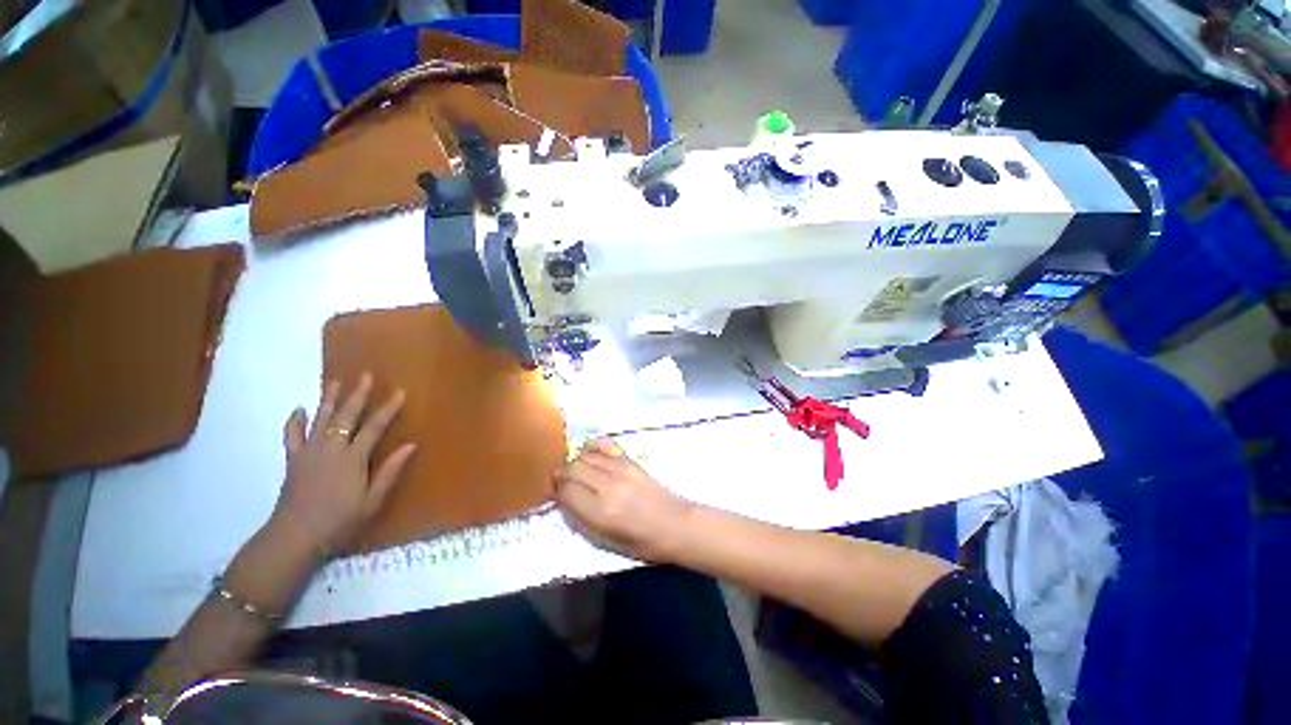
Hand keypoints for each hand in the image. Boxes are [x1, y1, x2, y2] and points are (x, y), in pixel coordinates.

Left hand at [269, 373, 416, 556]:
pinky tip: (299, 410)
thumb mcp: (372, 500)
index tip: (400, 392)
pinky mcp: (293, 460)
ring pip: (320, 420)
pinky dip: (295, 422)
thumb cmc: (340, 521)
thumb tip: (410, 445)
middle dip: (358, 395)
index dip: (388, 409)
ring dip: (329, 399)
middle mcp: (331, 449)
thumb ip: (389, 471)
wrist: (294, 537)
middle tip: (366, 376)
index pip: (375, 427)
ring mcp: (309, 453)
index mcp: (353, 458)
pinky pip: (292, 436)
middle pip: (346, 416)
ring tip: (335, 382)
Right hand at [555, 438, 693, 561]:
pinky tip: (590, 454)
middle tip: (562, 483)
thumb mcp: (605, 542)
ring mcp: (620, 469)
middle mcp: (607, 485)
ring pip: (585, 456)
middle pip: (572, 468)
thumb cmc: (640, 542)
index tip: (555, 495)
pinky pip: (604, 444)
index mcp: (601, 511)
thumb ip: (581, 519)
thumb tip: (563, 499)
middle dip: (562, 475)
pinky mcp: (630, 460)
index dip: (556, 491)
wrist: (674, 524)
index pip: (566, 491)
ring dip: (575, 463)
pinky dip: (593, 447)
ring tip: (576, 472)